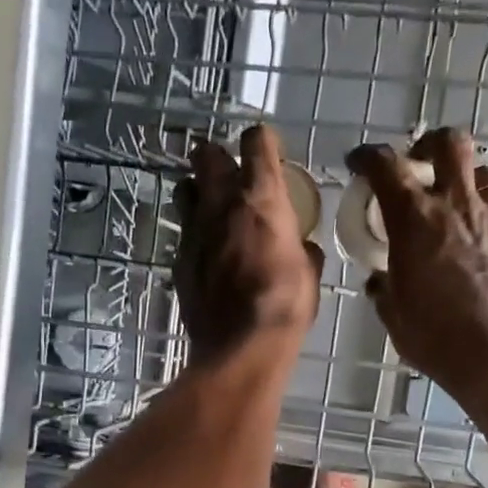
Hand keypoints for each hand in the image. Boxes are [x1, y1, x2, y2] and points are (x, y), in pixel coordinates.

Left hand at [174, 125, 322, 359]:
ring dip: (198, 193)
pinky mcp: (179, 261)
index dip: (261, 141)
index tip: (267, 150)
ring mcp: (194, 231)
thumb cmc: (285, 305)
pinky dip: (195, 237)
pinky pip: (184, 235)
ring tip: (212, 210)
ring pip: (185, 190)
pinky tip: (207, 255)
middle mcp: (222, 204)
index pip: (256, 141)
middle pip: (206, 154)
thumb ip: (302, 248)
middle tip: (229, 173)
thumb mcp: (309, 273)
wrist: (241, 347)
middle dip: (216, 157)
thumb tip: (301, 247)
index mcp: (262, 198)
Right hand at [346, 128, 487, 400]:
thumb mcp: (394, 314)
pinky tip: (477, 247)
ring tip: (452, 205)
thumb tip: (380, 279)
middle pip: (450, 143)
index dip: (368, 157)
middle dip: (430, 145)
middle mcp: (457, 205)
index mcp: (414, 219)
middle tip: (418, 164)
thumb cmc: (435, 336)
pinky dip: (483, 220)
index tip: (359, 163)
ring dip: (463, 181)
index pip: (386, 166)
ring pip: (482, 174)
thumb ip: (383, 287)